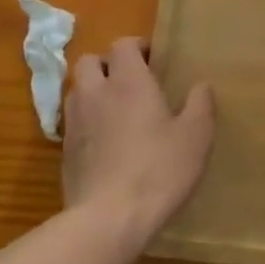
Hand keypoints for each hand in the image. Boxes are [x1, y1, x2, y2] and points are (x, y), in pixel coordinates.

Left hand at [63, 38, 214, 245]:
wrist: (108, 219)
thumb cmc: (158, 170)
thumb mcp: (196, 137)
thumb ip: (200, 105)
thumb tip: (201, 85)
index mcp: (128, 81)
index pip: (122, 44)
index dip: (137, 46)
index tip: (154, 59)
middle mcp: (95, 92)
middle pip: (90, 61)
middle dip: (108, 64)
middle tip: (131, 82)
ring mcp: (74, 121)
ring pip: (77, 90)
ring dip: (93, 91)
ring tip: (116, 110)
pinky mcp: (64, 150)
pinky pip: (72, 121)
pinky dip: (86, 121)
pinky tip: (105, 142)